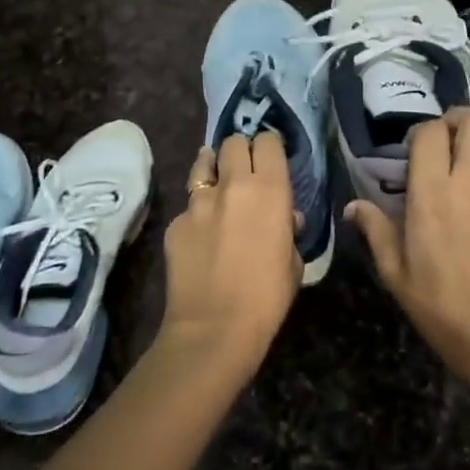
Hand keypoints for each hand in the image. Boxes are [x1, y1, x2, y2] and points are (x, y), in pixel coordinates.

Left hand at [160, 132, 301, 372]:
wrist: (214, 328)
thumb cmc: (267, 298)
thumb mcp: (293, 262)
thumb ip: (288, 230)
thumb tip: (284, 218)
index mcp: (270, 190)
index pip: (268, 141)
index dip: (269, 147)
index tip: (271, 158)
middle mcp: (233, 184)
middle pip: (234, 142)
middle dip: (240, 151)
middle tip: (244, 170)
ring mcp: (199, 201)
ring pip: (204, 162)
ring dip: (213, 168)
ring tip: (217, 183)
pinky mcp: (175, 221)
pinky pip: (189, 204)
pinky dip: (197, 211)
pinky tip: (200, 234)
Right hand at [347, 109, 469, 381]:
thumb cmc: (434, 300)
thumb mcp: (392, 268)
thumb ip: (375, 228)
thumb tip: (354, 206)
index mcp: (431, 192)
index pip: (431, 133)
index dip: (422, 132)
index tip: (415, 149)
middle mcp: (469, 182)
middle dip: (461, 122)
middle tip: (449, 141)